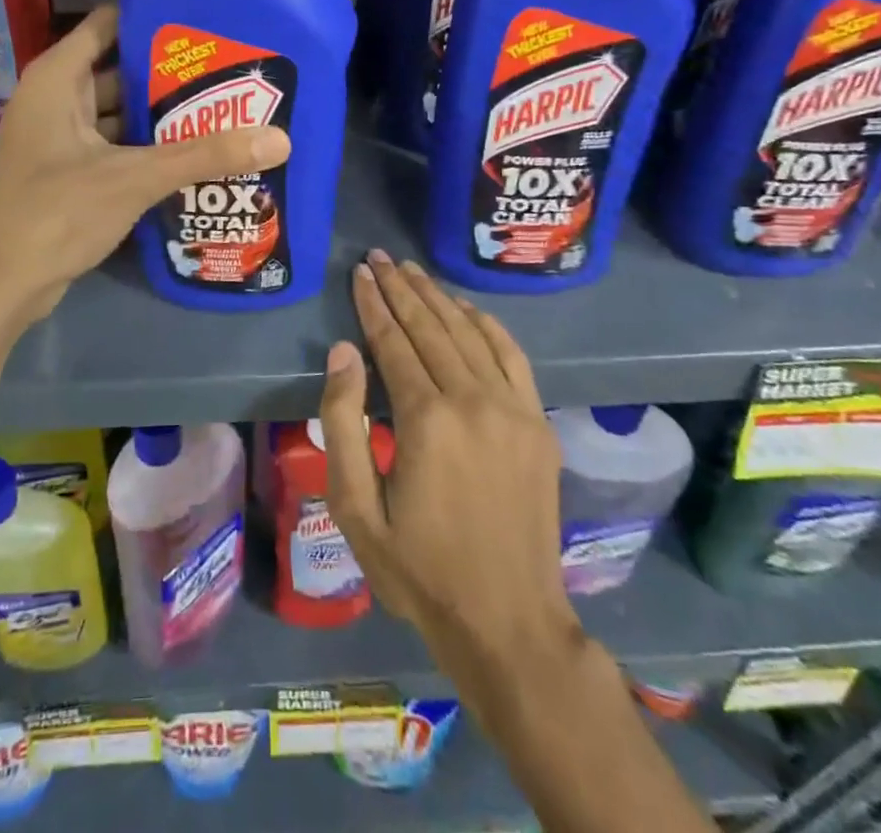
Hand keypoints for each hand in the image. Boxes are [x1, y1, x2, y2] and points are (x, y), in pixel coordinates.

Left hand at [0, 6, 290, 321]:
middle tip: (232, 70)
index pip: (109, 23)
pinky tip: (195, 156)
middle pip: (122, 71)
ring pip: (122, 114)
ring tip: (226, 109)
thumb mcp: (133, 178)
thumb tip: (280, 139)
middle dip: (172, 73)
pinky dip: (149, 150)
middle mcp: (57, 100)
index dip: (154, 18)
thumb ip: (204, 155)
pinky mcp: (70, 175)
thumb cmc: (54, 212)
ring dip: (164, 116)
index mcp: (59, 78)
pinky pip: (117, 149)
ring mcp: (61, 140)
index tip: (207, 20)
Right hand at [318, 251, 577, 667]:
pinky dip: (487, 324)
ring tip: (412, 271)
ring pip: (469, 333)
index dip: (373, 304)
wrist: (508, 622)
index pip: (393, 341)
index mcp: (426, 419)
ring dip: (438, 297)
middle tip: (379, 258)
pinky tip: (466, 307)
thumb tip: (342, 352)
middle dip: (401, 288)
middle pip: (431, 327)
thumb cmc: (419, 569)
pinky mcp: (537, 424)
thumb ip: (344, 423)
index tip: (359, 273)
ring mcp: (513, 409)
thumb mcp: (356, 508)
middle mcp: (473, 400)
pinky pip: (511, 356)